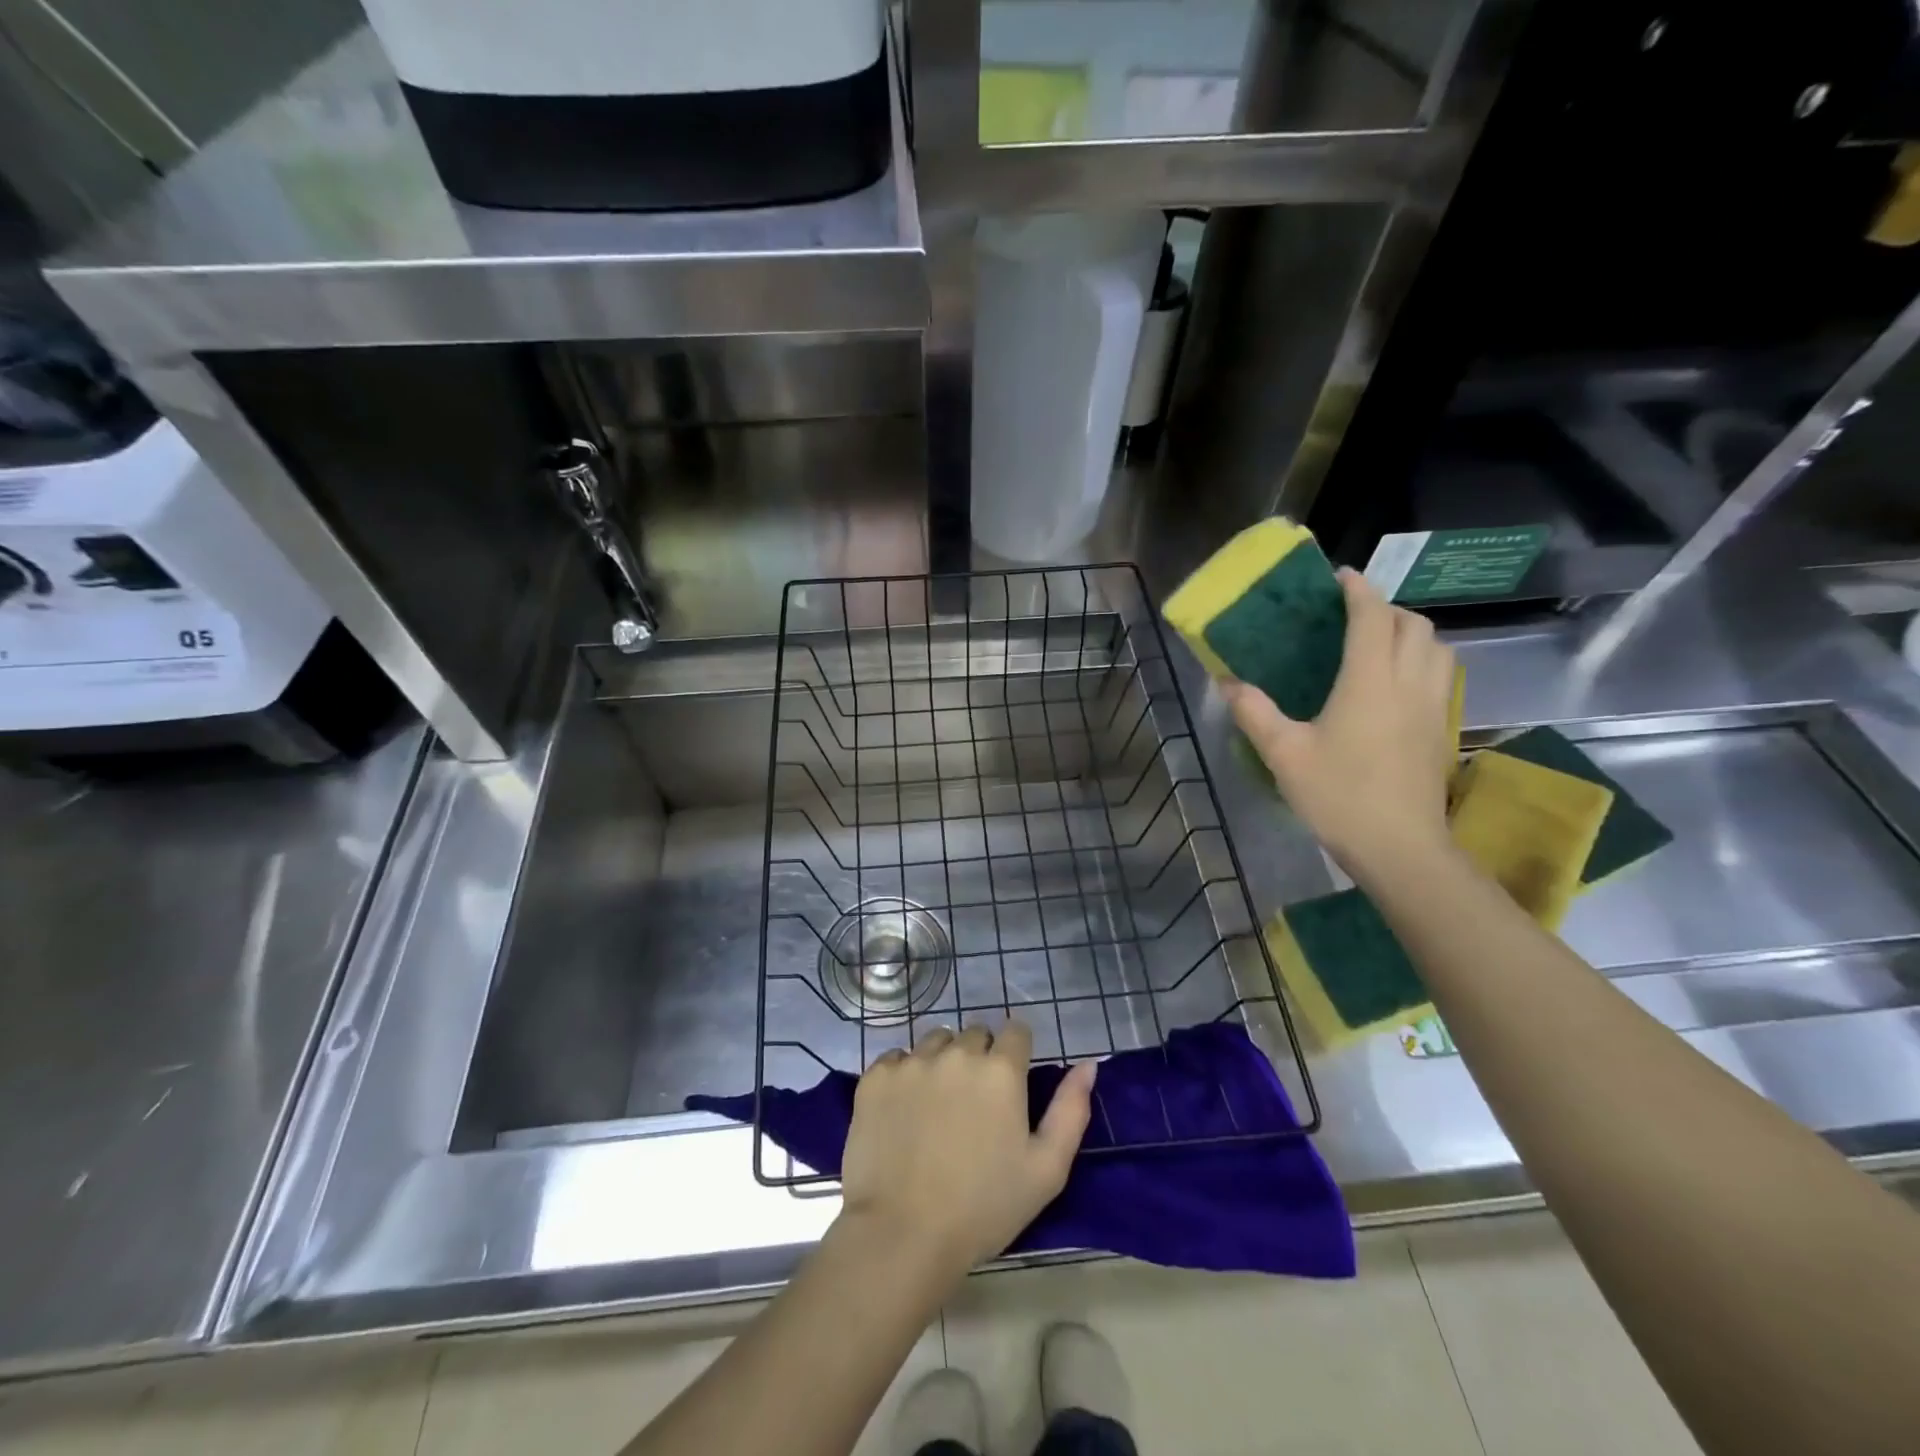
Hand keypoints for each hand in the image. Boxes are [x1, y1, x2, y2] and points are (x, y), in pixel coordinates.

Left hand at [837, 1022, 1095, 1282]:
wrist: (902, 1235)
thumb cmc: (983, 1208)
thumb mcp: (1046, 1170)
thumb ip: (1071, 1110)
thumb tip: (1088, 1065)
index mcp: (1001, 1070)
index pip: (1016, 1031)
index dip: (1016, 1054)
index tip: (1011, 1085)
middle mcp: (957, 1053)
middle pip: (975, 1034)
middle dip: (980, 1058)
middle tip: (975, 1106)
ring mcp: (912, 1062)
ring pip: (936, 1042)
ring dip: (943, 1062)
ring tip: (938, 1107)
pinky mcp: (876, 1077)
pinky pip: (898, 1059)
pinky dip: (905, 1076)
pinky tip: (905, 1113)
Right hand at [1220, 567, 1456, 883]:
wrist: (1400, 848)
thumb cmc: (1339, 796)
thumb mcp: (1284, 754)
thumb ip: (1254, 712)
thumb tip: (1226, 682)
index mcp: (1370, 681)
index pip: (1372, 617)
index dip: (1359, 590)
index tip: (1340, 577)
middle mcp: (1410, 683)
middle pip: (1413, 625)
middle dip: (1386, 609)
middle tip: (1353, 618)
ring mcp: (1434, 707)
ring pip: (1437, 649)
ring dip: (1411, 634)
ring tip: (1378, 646)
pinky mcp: (1443, 731)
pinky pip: (1441, 676)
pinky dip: (1423, 662)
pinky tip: (1395, 686)